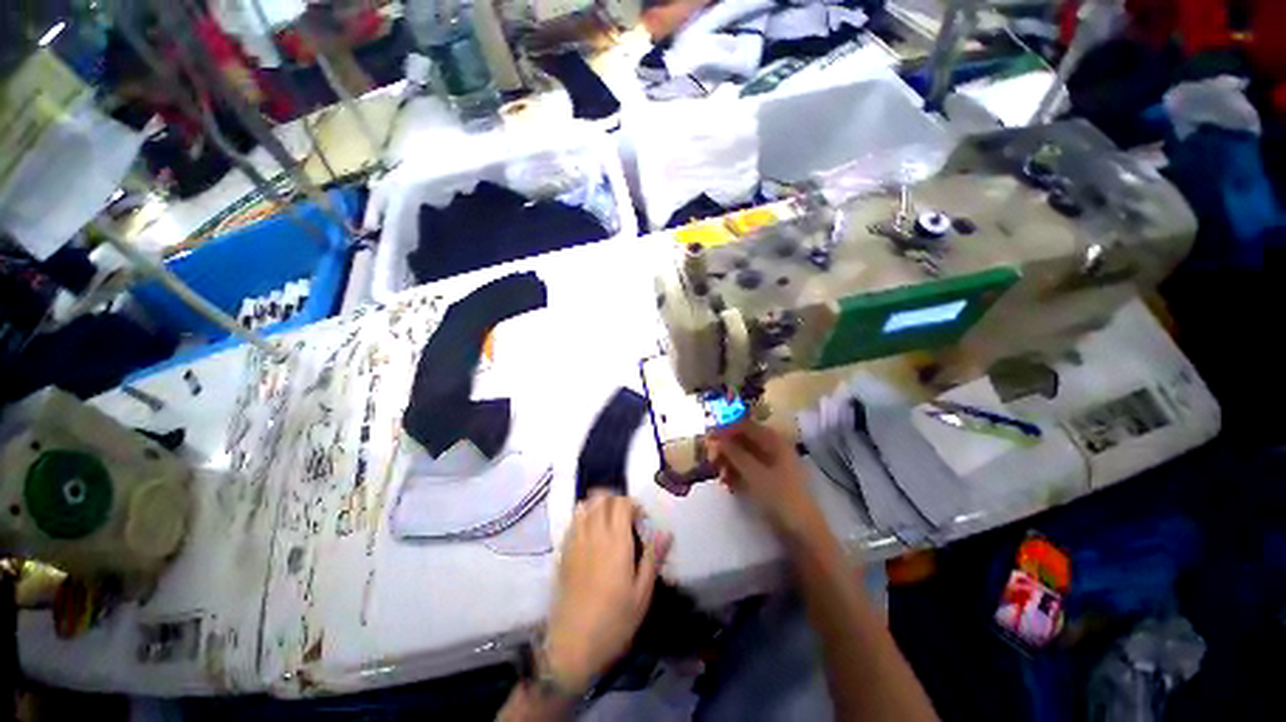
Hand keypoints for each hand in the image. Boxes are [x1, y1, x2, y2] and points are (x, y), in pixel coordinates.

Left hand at [543, 493, 670, 692]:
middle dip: (615, 500)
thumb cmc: (614, 621)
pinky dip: (583, 517)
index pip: (621, 502)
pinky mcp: (563, 553)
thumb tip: (666, 532)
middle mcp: (594, 534)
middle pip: (601, 498)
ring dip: (598, 506)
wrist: (572, 646)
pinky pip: (572, 522)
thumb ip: (653, 558)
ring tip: (607, 523)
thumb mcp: (642, 593)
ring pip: (584, 506)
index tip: (640, 521)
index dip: (633, 504)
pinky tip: (591, 535)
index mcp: (616, 541)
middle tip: (625, 519)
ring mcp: (575, 541)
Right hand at [707, 422, 824, 538]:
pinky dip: (737, 474)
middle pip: (744, 440)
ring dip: (730, 462)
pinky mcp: (770, 481)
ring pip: (745, 456)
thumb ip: (734, 452)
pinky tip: (728, 484)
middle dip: (726, 448)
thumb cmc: (779, 497)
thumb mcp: (753, 473)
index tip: (708, 437)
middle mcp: (774, 448)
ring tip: (719, 475)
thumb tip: (716, 437)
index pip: (745, 426)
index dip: (726, 429)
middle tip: (711, 459)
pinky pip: (749, 470)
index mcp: (774, 441)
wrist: (802, 532)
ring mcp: (773, 465)